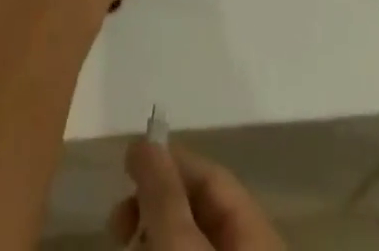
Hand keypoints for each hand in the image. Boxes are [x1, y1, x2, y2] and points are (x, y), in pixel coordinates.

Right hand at [108, 140, 285, 249]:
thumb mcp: (179, 246)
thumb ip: (163, 191)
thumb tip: (145, 139)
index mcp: (260, 231)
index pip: (212, 177)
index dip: (169, 163)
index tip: (126, 167)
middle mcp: (256, 247)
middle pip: (201, 212)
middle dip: (155, 205)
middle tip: (117, 223)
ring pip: (192, 242)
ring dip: (155, 234)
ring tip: (124, 240)